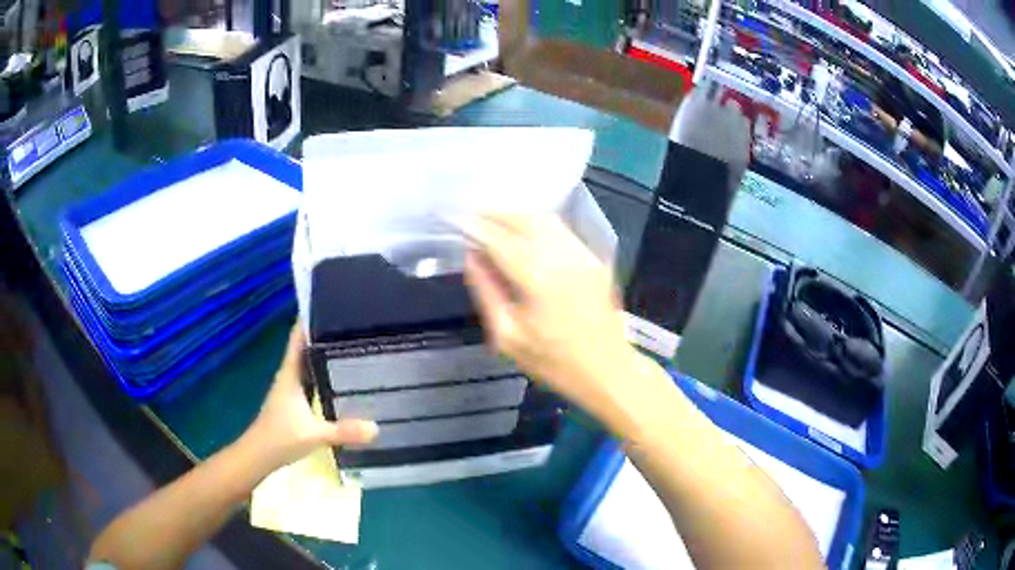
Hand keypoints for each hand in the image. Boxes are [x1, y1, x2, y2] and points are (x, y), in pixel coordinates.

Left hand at [246, 324, 377, 468]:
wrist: (259, 456)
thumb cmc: (280, 438)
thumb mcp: (314, 434)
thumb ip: (343, 431)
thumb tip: (376, 427)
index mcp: (291, 373)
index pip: (299, 336)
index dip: (311, 318)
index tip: (332, 303)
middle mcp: (291, 375)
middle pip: (307, 346)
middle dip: (326, 334)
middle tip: (356, 324)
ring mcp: (293, 389)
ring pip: (310, 363)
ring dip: (326, 354)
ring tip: (354, 346)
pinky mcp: (296, 402)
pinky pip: (313, 379)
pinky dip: (326, 374)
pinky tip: (344, 379)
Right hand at [463, 214, 637, 414]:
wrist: (607, 369)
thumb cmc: (553, 361)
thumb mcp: (507, 335)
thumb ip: (486, 291)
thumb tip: (471, 257)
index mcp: (538, 278)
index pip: (499, 240)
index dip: (476, 228)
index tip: (457, 221)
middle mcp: (562, 257)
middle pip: (524, 220)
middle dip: (495, 214)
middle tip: (473, 216)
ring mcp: (583, 254)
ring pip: (546, 220)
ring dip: (517, 215)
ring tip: (494, 219)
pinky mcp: (594, 258)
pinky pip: (562, 230)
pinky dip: (539, 224)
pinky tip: (524, 231)